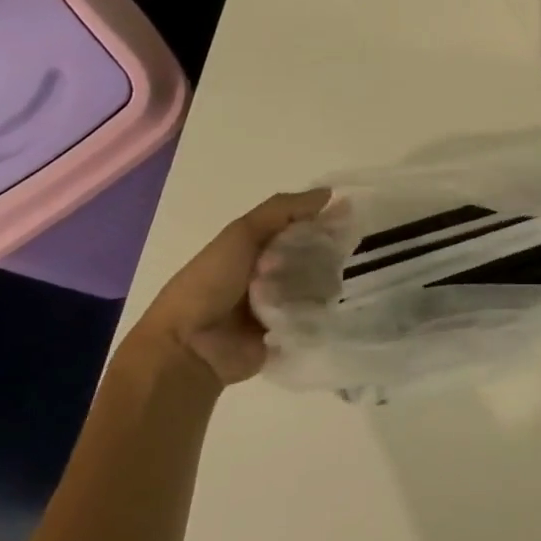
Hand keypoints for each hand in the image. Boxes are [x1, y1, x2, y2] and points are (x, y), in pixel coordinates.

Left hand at [140, 188, 331, 386]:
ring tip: (337, 280)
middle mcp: (272, 273)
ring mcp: (282, 305)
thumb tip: (330, 194)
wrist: (189, 346)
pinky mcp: (290, 333)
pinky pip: (317, 316)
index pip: (300, 226)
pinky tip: (335, 304)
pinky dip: (324, 310)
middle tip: (347, 251)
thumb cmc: (211, 282)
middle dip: (327, 252)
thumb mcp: (242, 233)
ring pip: (319, 285)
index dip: (322, 219)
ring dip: (325, 281)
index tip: (350, 214)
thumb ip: (283, 210)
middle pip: (313, 255)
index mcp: (257, 247)